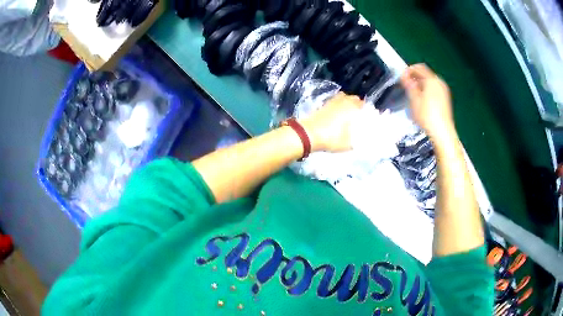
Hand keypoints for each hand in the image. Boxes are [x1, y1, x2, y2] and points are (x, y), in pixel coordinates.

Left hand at [300, 93, 363, 152]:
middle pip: (352, 98)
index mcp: (351, 107)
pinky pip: (334, 102)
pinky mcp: (321, 105)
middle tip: (358, 114)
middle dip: (356, 104)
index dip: (366, 109)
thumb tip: (361, 141)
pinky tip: (336, 115)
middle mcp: (342, 101)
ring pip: (342, 98)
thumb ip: (356, 141)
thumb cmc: (330, 138)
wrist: (307, 134)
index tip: (367, 115)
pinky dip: (337, 106)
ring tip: (348, 113)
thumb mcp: (347, 144)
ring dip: (346, 103)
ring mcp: (331, 102)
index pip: (362, 103)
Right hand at [401, 64, 454, 141]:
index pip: (419, 68)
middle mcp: (439, 83)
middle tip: (406, 86)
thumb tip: (404, 76)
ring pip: (429, 83)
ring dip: (420, 85)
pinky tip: (421, 101)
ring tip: (412, 95)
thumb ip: (409, 85)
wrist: (442, 132)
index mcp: (432, 80)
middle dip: (414, 78)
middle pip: (425, 75)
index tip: (401, 78)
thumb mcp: (414, 99)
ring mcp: (444, 91)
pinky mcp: (445, 100)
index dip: (408, 70)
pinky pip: (434, 90)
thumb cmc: (427, 115)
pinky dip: (426, 91)